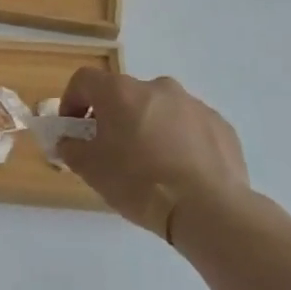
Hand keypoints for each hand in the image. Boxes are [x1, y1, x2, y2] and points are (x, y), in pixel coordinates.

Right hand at [57, 70, 247, 240]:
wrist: (207, 209)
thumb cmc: (138, 182)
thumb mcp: (89, 168)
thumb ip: (71, 147)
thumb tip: (70, 142)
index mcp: (120, 92)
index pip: (84, 80)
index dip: (72, 101)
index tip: (72, 128)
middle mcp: (157, 87)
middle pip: (125, 94)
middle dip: (113, 116)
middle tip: (111, 149)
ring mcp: (193, 104)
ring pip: (159, 109)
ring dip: (148, 126)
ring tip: (150, 163)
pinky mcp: (220, 125)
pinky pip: (189, 126)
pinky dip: (179, 140)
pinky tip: (180, 171)